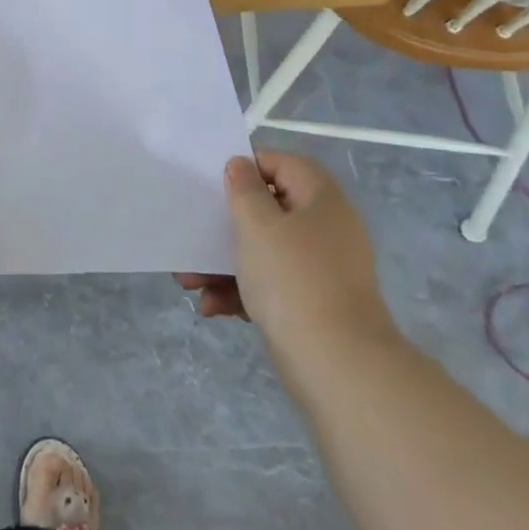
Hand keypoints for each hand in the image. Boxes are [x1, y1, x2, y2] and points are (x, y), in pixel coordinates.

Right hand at [176, 150, 400, 389]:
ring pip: (265, 252)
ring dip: (225, 263)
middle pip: (269, 211)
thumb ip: (244, 189)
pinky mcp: (314, 305)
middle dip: (226, 225)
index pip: (284, 163)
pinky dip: (242, 291)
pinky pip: (272, 285)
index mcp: (321, 200)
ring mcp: (322, 270)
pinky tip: (213, 307)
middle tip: (194, 234)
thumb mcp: (257, 224)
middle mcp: (327, 230)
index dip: (248, 166)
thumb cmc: (293, 279)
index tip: (215, 183)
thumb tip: (241, 165)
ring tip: (189, 281)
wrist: (339, 365)